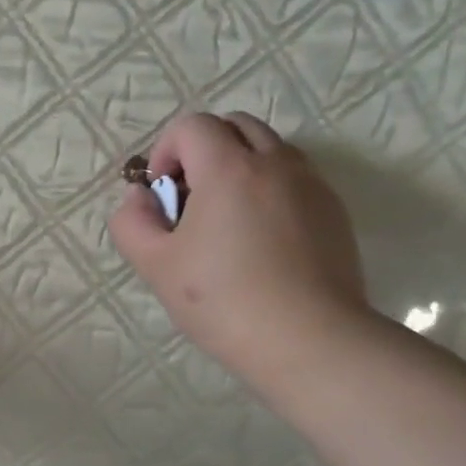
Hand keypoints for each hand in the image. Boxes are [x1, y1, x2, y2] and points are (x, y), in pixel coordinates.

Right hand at [109, 111, 369, 389]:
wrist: (307, 340)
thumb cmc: (220, 300)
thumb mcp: (154, 264)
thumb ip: (132, 222)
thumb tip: (140, 198)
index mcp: (229, 169)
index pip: (192, 126)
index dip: (165, 151)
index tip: (162, 194)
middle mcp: (276, 164)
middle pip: (235, 126)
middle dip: (202, 151)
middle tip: (189, 200)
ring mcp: (312, 185)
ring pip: (269, 150)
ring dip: (237, 168)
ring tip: (222, 222)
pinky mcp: (333, 212)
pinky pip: (293, 179)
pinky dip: (266, 190)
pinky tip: (256, 242)